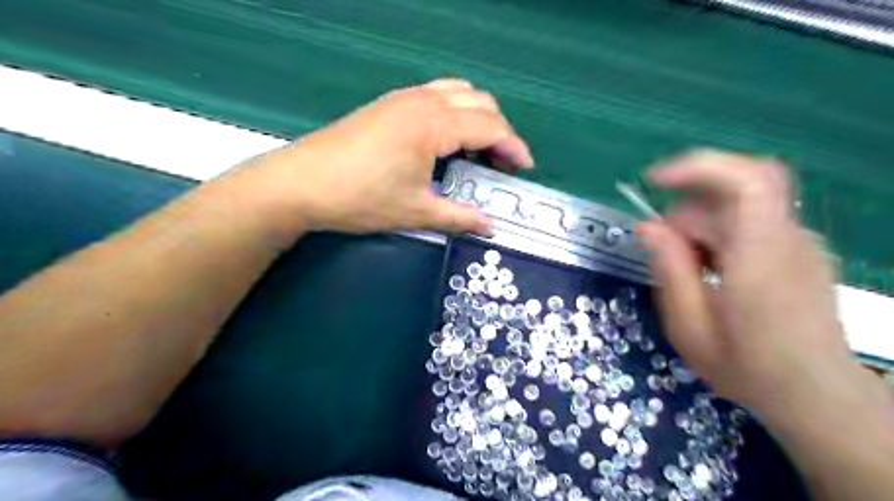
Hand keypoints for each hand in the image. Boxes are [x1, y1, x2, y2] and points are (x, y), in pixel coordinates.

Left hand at [234, 79, 529, 237]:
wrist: (301, 184)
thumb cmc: (361, 198)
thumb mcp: (416, 212)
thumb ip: (459, 217)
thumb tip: (490, 227)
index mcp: (433, 124)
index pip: (490, 126)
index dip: (514, 147)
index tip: (524, 168)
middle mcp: (422, 101)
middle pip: (480, 102)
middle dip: (500, 130)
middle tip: (501, 163)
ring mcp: (403, 98)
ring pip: (458, 92)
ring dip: (477, 117)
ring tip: (478, 150)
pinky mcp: (389, 104)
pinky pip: (436, 95)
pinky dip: (455, 112)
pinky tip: (448, 140)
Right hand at [631, 151, 862, 417]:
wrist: (817, 396)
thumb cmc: (748, 369)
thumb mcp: (689, 327)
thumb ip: (669, 270)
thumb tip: (646, 226)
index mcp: (761, 257)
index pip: (747, 180)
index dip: (698, 167)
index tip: (652, 181)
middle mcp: (787, 239)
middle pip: (728, 193)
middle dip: (683, 212)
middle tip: (664, 254)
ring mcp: (798, 242)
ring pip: (736, 205)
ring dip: (698, 225)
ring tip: (687, 269)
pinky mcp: (797, 249)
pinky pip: (748, 221)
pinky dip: (717, 234)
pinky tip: (710, 269)